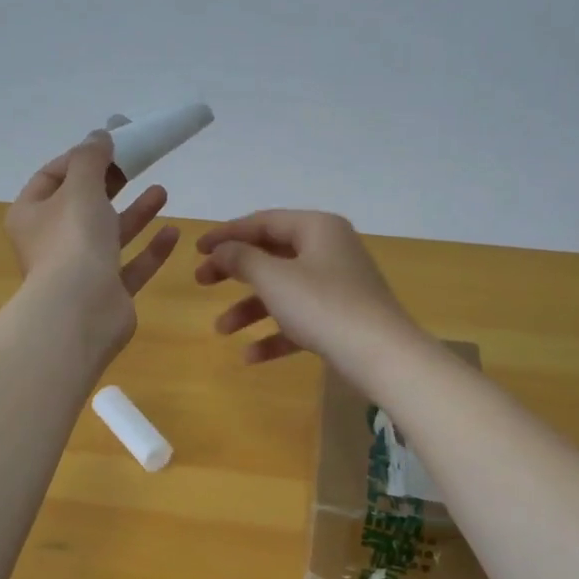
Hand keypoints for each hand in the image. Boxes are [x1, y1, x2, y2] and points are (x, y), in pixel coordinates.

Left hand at [7, 132, 179, 356]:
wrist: (81, 311)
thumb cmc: (73, 240)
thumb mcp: (81, 187)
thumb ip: (91, 158)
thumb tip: (99, 135)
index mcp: (32, 215)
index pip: (52, 177)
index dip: (80, 158)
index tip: (111, 144)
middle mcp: (51, 242)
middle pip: (83, 205)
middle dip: (111, 184)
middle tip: (138, 163)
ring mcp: (79, 270)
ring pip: (109, 235)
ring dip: (135, 213)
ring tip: (162, 191)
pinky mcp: (107, 293)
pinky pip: (130, 266)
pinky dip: (149, 250)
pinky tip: (173, 232)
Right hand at [195, 211, 422, 375]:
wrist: (381, 355)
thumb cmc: (323, 306)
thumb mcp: (274, 278)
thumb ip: (241, 259)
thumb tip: (222, 250)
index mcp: (317, 228)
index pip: (264, 221)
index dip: (227, 234)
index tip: (197, 249)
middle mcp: (329, 250)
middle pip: (272, 254)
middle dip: (234, 271)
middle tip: (201, 282)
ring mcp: (337, 285)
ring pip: (283, 290)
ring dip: (250, 308)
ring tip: (221, 329)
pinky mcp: (341, 318)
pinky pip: (299, 319)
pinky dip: (275, 334)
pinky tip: (250, 357)